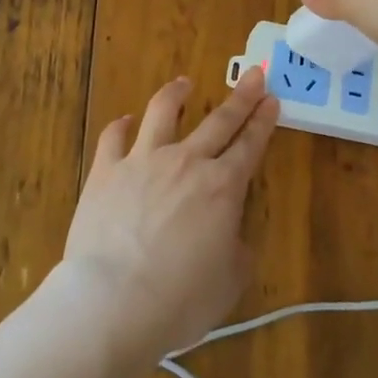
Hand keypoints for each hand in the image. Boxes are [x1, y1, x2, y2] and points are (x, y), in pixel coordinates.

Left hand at [61, 67, 279, 360]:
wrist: (114, 302)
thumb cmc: (181, 299)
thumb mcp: (230, 279)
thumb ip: (236, 248)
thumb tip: (229, 235)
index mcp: (222, 187)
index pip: (250, 145)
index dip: (263, 121)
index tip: (271, 99)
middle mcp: (186, 163)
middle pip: (219, 121)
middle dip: (241, 97)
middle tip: (254, 75)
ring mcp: (142, 161)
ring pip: (162, 113)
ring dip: (177, 94)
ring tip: (184, 83)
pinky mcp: (105, 171)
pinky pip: (113, 137)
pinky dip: (121, 126)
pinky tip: (125, 121)